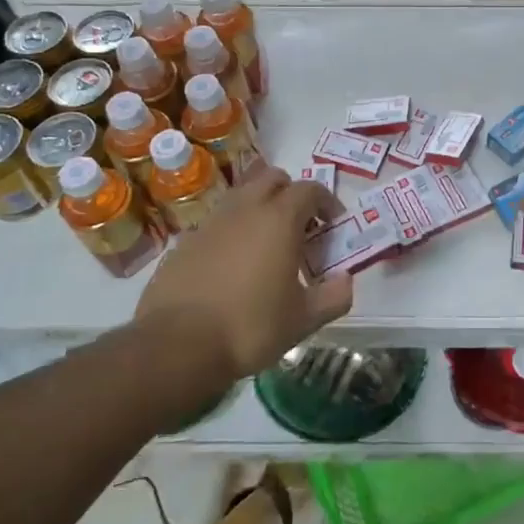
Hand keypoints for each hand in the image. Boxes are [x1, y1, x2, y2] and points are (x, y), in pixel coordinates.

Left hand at [129, 168, 352, 385]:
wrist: (177, 345)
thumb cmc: (251, 326)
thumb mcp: (304, 319)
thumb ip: (334, 296)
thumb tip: (346, 281)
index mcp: (279, 219)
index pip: (310, 189)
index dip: (327, 202)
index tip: (333, 225)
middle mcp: (245, 209)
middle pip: (273, 178)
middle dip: (291, 193)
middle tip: (300, 225)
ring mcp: (211, 222)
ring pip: (241, 195)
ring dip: (259, 207)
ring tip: (266, 242)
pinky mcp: (185, 241)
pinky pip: (216, 222)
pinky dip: (232, 231)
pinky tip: (232, 265)